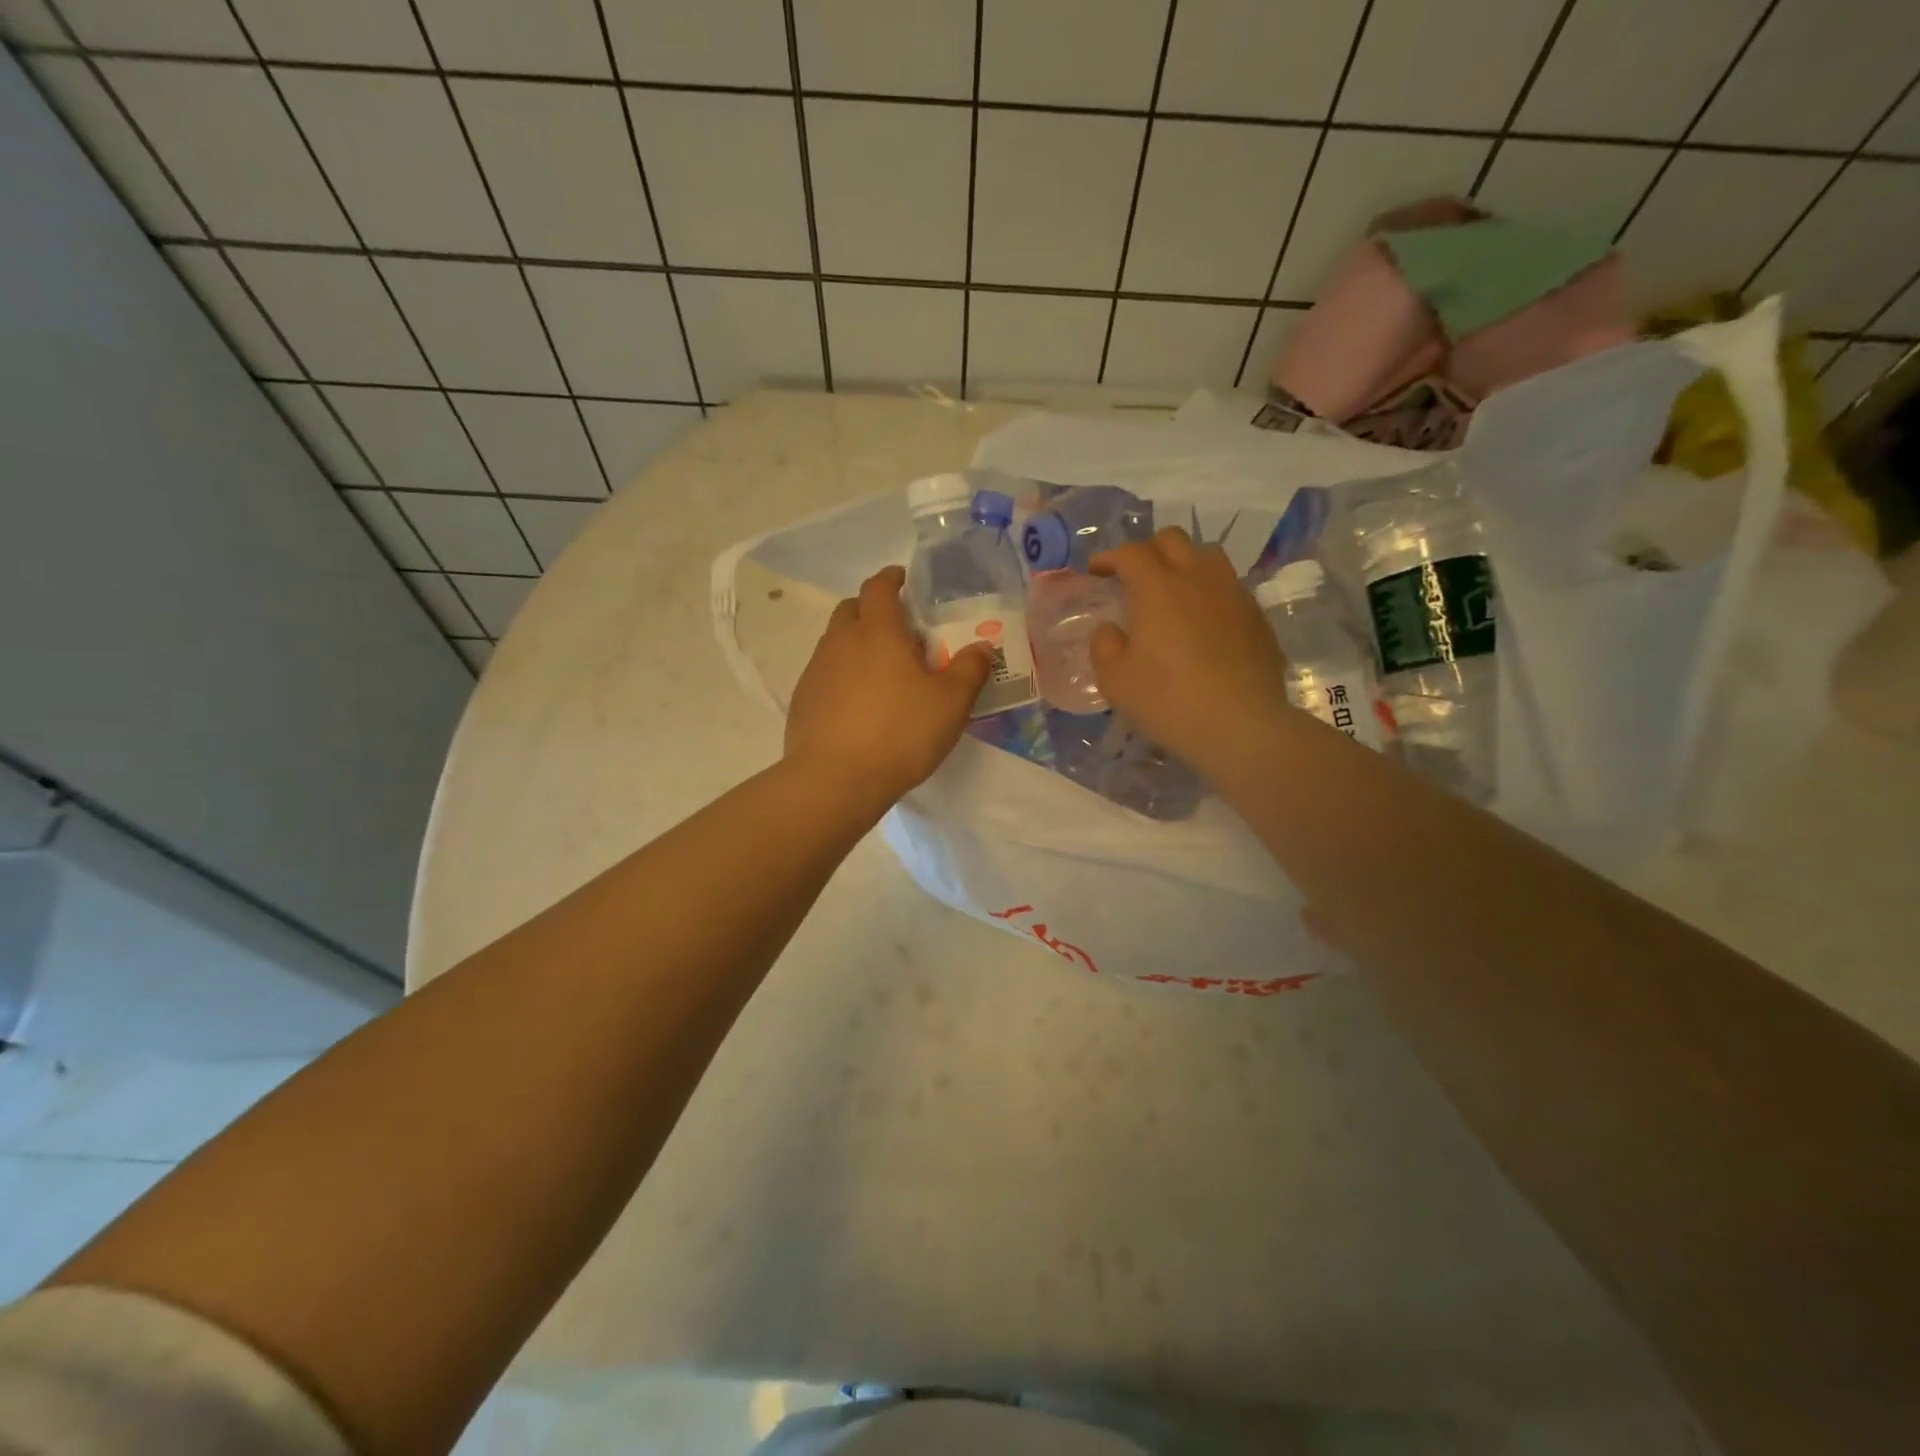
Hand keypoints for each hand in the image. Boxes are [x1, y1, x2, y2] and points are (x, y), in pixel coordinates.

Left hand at [786, 565, 993, 805]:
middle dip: (871, 609)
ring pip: (835, 642)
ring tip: (880, 669)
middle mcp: (841, 641)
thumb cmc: (901, 732)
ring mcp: (817, 670)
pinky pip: (824, 673)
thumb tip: (981, 648)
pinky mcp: (803, 700)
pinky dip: (841, 675)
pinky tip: (857, 702)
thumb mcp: (951, 704)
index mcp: (878, 631)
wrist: (836, 779)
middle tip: (896, 628)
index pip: (879, 587)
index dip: (891, 578)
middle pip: (851, 609)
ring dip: (855, 643)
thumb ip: (970, 670)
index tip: (903, 580)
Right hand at [1089, 528, 1292, 777]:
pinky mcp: (1257, 617)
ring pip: (1207, 556)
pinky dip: (1209, 593)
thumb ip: (1105, 646)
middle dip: (1148, 551)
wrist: (1242, 726)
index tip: (1095, 571)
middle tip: (1134, 577)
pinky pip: (1229, 587)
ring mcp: (1233, 594)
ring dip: (1184, 564)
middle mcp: (1198, 579)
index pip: (1131, 553)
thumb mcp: (1116, 680)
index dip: (1109, 557)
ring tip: (1173, 592)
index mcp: (1158, 588)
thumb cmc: (1169, 701)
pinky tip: (1203, 623)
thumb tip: (1111, 630)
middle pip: (1172, 540)